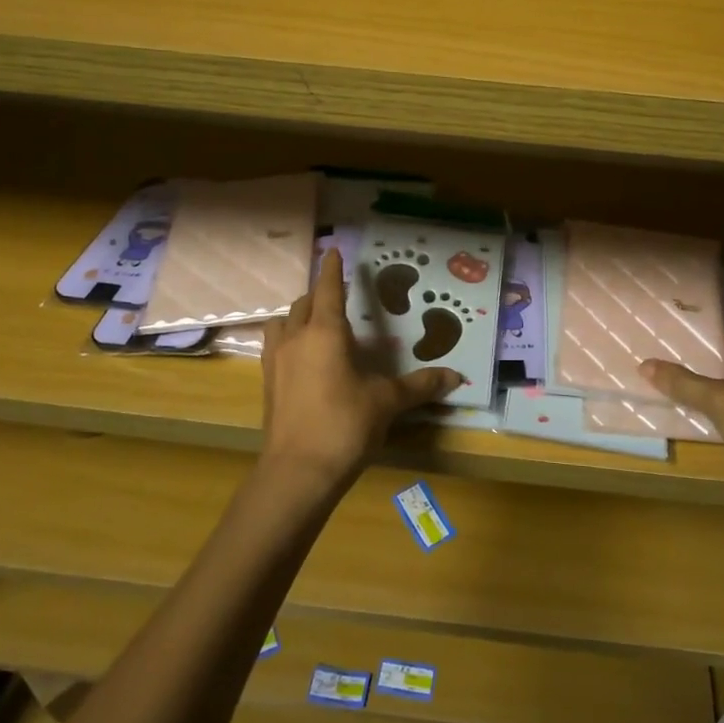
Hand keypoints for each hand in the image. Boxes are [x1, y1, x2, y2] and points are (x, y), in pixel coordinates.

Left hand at [259, 248, 459, 487]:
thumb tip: (456, 376)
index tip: (334, 251)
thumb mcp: (387, 402)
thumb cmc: (345, 425)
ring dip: (299, 316)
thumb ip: (420, 385)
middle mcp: (297, 338)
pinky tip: (303, 358)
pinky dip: (288, 340)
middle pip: (304, 303)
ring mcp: (277, 361)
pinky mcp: (268, 383)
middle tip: (338, 296)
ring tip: (317, 324)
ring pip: (284, 323)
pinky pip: (275, 346)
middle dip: (320, 294)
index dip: (332, 269)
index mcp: (325, 332)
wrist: (298, 471)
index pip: (328, 289)